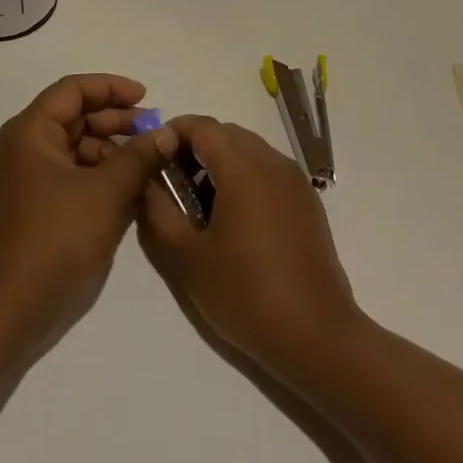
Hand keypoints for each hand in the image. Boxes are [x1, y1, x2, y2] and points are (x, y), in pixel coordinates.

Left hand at [0, 74, 176, 353]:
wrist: (14, 309)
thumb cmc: (57, 238)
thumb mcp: (106, 192)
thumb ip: (139, 156)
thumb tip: (167, 132)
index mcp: (32, 131)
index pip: (74, 90)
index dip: (111, 87)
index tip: (147, 97)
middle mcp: (27, 147)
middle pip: (77, 116)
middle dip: (117, 121)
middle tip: (155, 133)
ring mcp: (31, 178)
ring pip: (79, 148)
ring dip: (114, 151)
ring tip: (151, 164)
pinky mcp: (40, 206)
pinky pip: (76, 175)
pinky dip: (103, 176)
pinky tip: (134, 189)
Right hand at [138, 115, 360, 380]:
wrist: (317, 337)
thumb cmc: (245, 295)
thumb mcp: (187, 257)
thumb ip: (158, 210)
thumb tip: (145, 180)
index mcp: (243, 168)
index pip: (201, 125)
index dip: (172, 133)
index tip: (152, 158)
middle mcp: (272, 162)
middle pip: (226, 133)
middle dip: (195, 148)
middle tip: (172, 183)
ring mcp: (294, 181)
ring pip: (248, 149)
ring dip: (220, 162)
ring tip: (200, 205)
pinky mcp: (307, 202)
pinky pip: (268, 170)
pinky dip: (244, 176)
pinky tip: (234, 219)